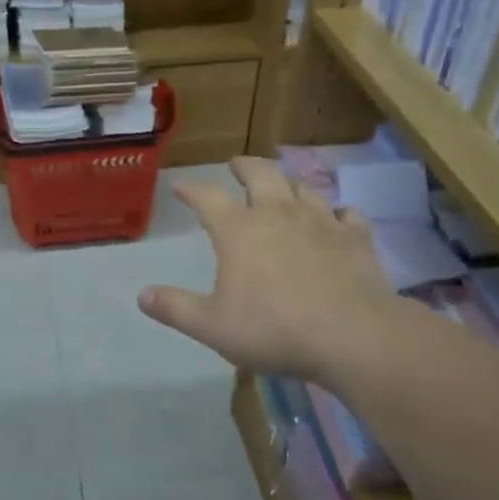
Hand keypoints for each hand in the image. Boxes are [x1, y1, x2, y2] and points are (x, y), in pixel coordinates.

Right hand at [138, 156, 402, 382]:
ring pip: (302, 188)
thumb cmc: (273, 330)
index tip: (180, 186)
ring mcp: (321, 221)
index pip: (208, 198)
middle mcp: (278, 214)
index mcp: (239, 231)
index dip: (191, 189)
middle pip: (260, 175)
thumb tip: (142, 295)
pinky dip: (337, 212)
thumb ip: (176, 308)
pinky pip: (346, 213)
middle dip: (245, 166)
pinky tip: (338, 217)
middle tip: (237, 164)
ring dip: (288, 183)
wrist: (351, 335)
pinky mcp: (355, 237)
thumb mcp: (212, 326)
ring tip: (283, 185)